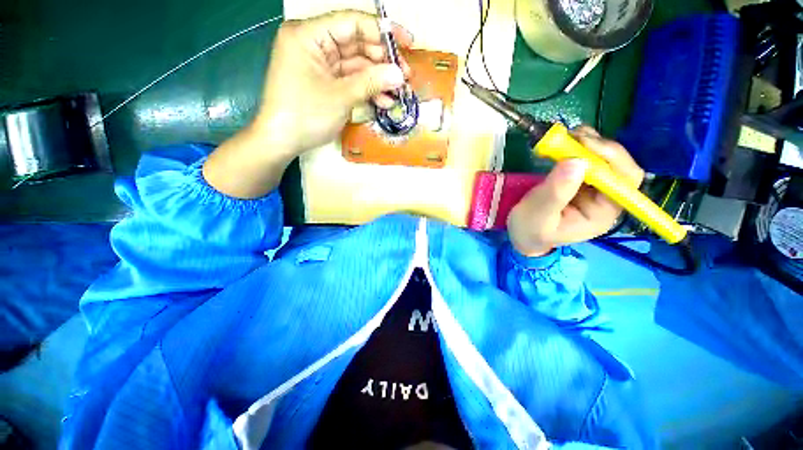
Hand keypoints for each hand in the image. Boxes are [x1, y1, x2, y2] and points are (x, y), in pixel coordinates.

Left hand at [204, 10, 412, 198]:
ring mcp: (320, 64)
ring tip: (398, 93)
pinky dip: (366, 89)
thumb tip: (400, 75)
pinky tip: (383, 101)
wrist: (282, 141)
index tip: (407, 44)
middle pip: (356, 43)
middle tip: (405, 77)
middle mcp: (314, 43)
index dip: (382, 31)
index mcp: (309, 34)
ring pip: (356, 64)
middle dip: (382, 61)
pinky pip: (350, 80)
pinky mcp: (325, 81)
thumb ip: (371, 82)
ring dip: (377, 79)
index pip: (352, 22)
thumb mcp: (340, 97)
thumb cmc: (305, 115)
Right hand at [507, 127, 644, 256]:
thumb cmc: (530, 230)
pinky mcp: (579, 180)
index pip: (624, 180)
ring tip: (567, 136)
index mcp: (602, 212)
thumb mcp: (538, 215)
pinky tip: (565, 142)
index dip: (611, 157)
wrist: (521, 233)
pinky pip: (587, 158)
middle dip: (598, 147)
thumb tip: (576, 161)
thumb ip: (556, 193)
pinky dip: (578, 146)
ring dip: (588, 142)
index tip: (583, 144)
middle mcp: (605, 198)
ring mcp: (593, 187)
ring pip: (604, 157)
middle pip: (618, 164)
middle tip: (572, 136)